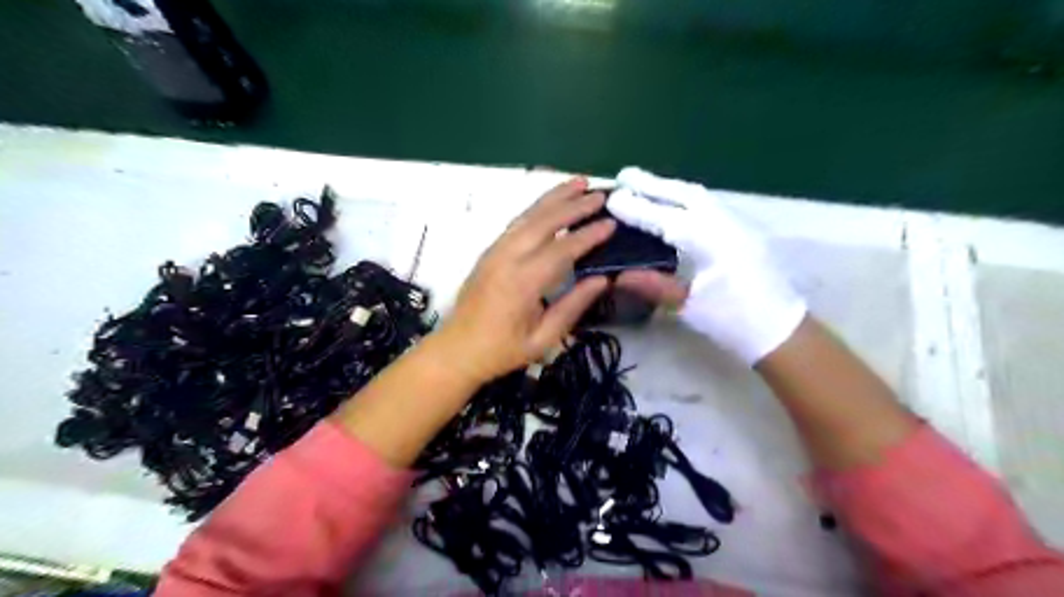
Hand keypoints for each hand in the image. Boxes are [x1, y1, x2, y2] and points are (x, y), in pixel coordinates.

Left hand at [435, 177, 614, 381]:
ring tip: (578, 182)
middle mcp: (507, 258)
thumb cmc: (501, 351)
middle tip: (600, 194)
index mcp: (522, 282)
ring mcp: (494, 251)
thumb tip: (602, 279)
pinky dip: (536, 208)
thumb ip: (573, 306)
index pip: (562, 250)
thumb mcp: (543, 339)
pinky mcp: (489, 251)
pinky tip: (550, 202)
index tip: (611, 223)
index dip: (588, 235)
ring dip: (554, 197)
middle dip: (574, 205)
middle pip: (544, 222)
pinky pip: (516, 222)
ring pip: (528, 215)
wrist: (456, 349)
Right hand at [606, 165, 807, 365]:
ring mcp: (738, 223)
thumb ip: (654, 286)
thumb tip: (618, 275)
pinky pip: (709, 204)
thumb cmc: (733, 321)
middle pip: (685, 194)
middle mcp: (726, 224)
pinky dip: (684, 197)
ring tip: (643, 183)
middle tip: (625, 175)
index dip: (637, 209)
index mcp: (712, 243)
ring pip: (699, 196)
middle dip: (653, 184)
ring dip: (669, 187)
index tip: (612, 199)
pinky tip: (672, 202)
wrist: (780, 329)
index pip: (666, 219)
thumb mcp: (688, 307)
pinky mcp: (743, 229)